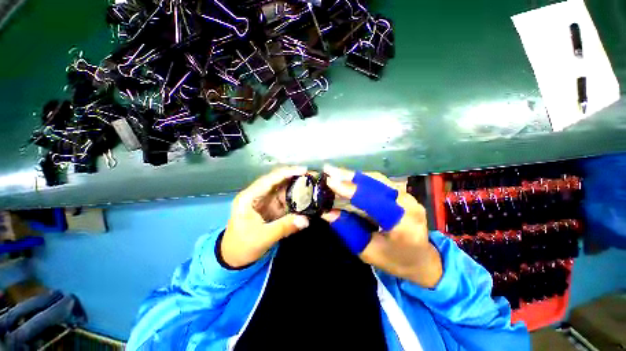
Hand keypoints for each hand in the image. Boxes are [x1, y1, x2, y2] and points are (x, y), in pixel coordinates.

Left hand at [221, 166, 310, 267]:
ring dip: (297, 187)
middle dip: (295, 177)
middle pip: (278, 181)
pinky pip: (285, 199)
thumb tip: (306, 220)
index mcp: (249, 197)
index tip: (303, 170)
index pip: (269, 179)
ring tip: (313, 185)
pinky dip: (296, 198)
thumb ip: (284, 227)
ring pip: (283, 189)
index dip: (287, 172)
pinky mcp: (271, 208)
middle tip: (312, 177)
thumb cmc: (242, 246)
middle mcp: (257, 194)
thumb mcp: (262, 238)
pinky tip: (307, 197)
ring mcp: (265, 201)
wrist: (234, 258)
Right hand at [322, 165, 442, 287]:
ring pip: (377, 179)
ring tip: (335, 172)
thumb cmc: (394, 260)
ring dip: (354, 175)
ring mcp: (408, 196)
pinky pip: (379, 181)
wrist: (422, 259)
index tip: (330, 182)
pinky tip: (348, 177)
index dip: (351, 190)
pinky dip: (362, 178)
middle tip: (329, 170)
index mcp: (402, 225)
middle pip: (376, 183)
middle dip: (350, 176)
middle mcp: (408, 205)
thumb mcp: (367, 251)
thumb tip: (327, 213)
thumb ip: (348, 230)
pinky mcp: (403, 193)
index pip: (374, 201)